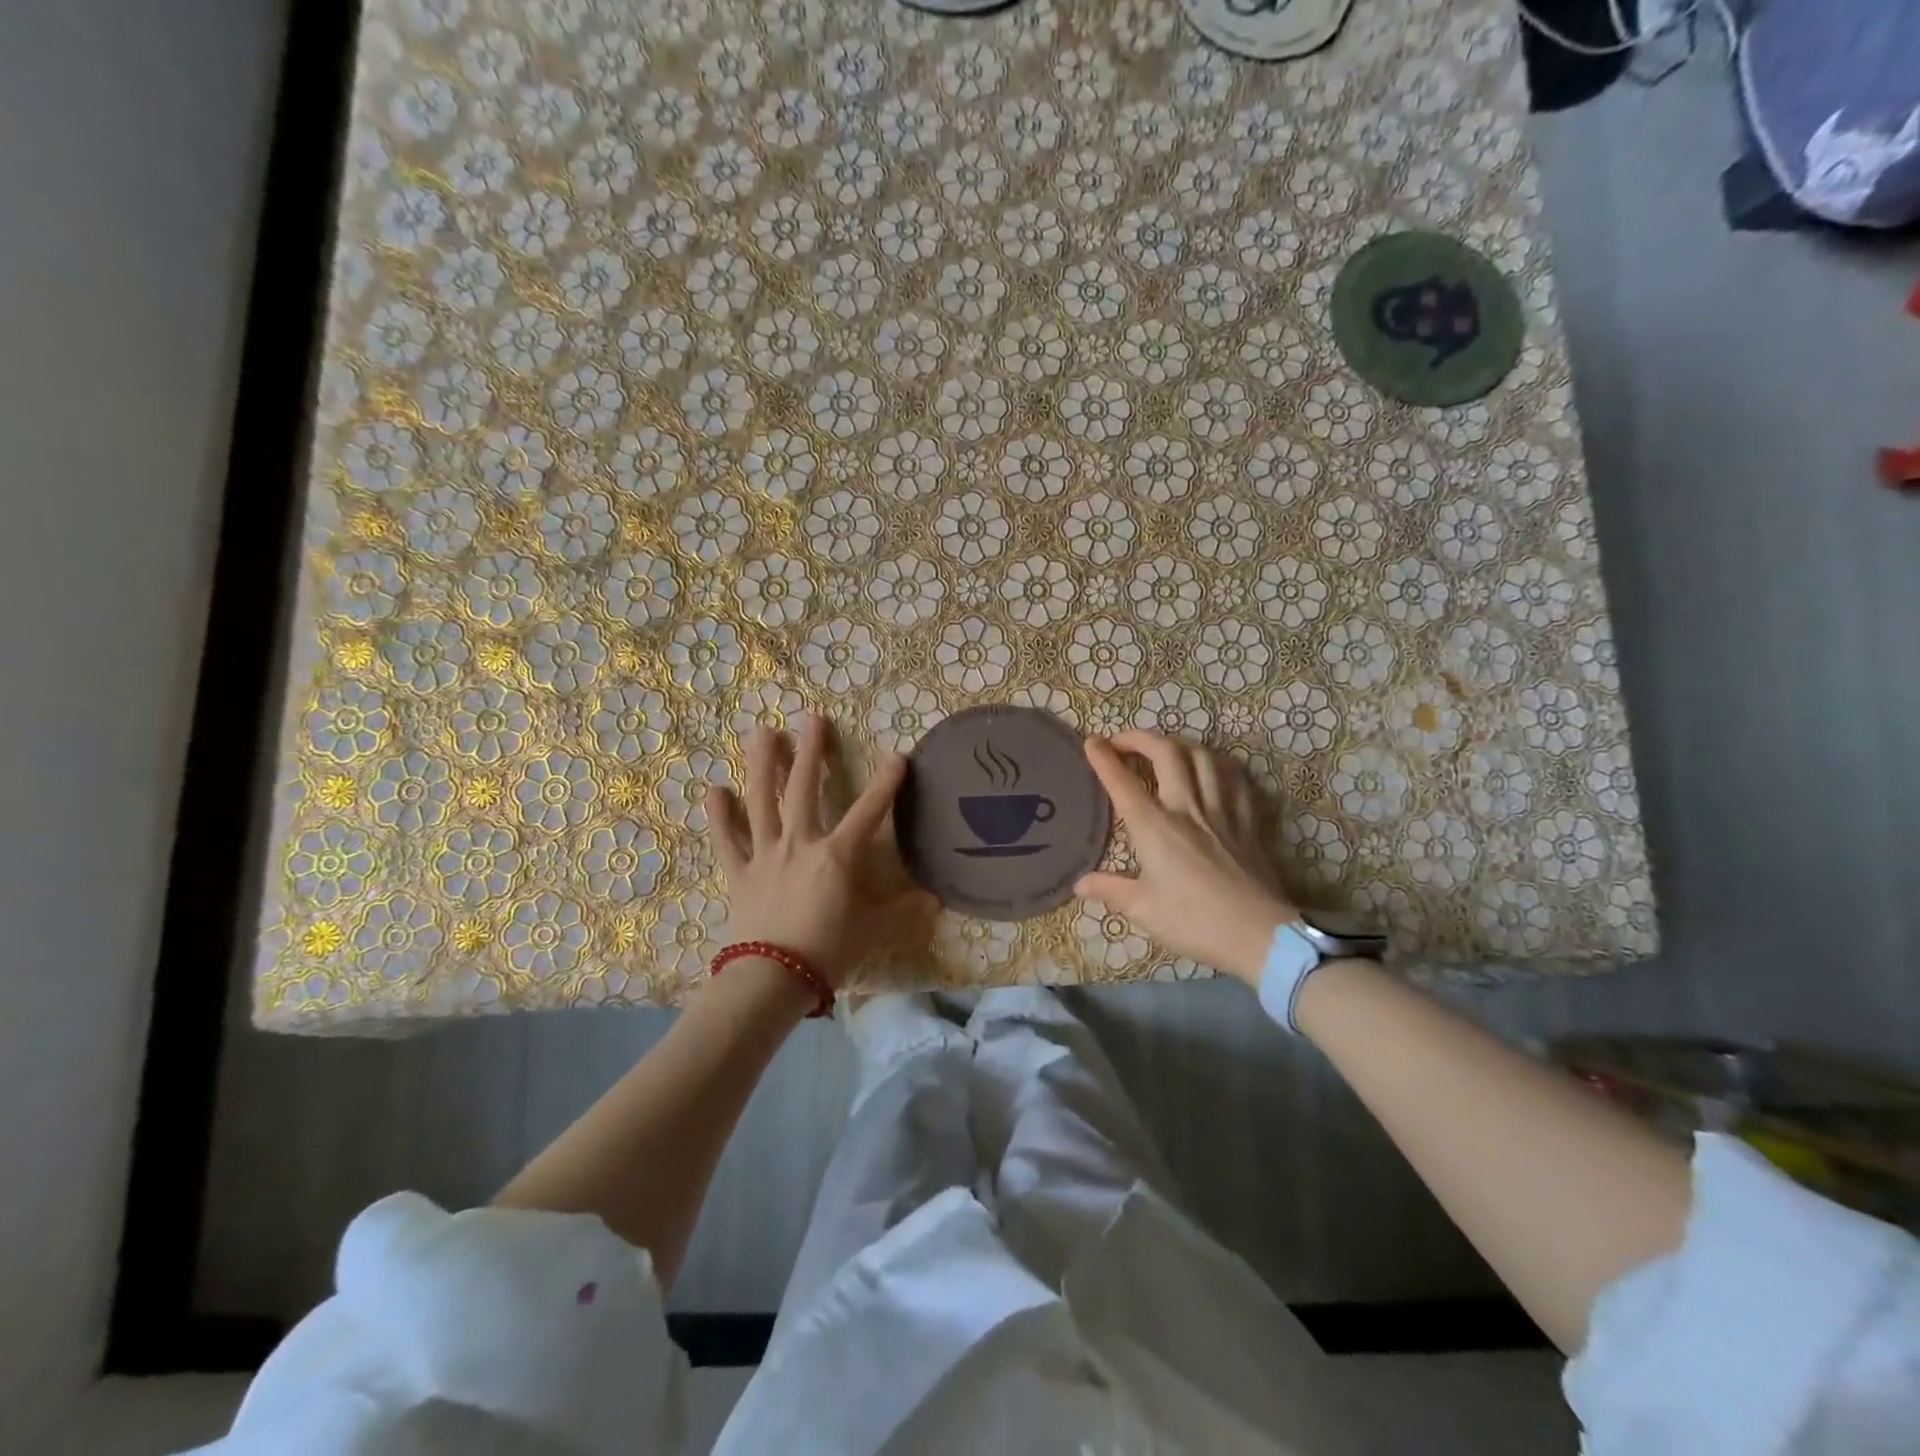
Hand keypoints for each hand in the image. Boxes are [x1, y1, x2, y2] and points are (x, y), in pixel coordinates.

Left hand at [705, 716, 937, 986]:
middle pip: (804, 788)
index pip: (868, 810)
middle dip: (810, 751)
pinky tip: (713, 789)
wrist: (772, 978)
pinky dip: (719, 816)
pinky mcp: (739, 873)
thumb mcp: (874, 931)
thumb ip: (905, 912)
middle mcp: (800, 843)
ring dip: (762, 765)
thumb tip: (936, 900)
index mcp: (837, 855)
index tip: (897, 755)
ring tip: (762, 733)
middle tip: (811, 718)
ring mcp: (765, 855)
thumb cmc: (828, 951)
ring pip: (761, 801)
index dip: (886, 782)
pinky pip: (726, 839)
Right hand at [1075, 731, 1296, 984]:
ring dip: (1179, 745)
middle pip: (1166, 753)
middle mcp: (1187, 808)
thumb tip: (1079, 884)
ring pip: (1203, 758)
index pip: (1123, 783)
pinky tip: (1212, 771)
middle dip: (1140, 738)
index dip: (1104, 758)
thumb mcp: (1144, 911)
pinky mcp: (1248, 822)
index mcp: (1155, 828)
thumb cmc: (1196, 923)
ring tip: (1164, 751)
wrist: (1260, 935)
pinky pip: (1235, 780)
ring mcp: (1222, 811)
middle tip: (1123, 742)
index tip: (1091, 741)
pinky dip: (1218, 767)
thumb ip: (1111, 890)